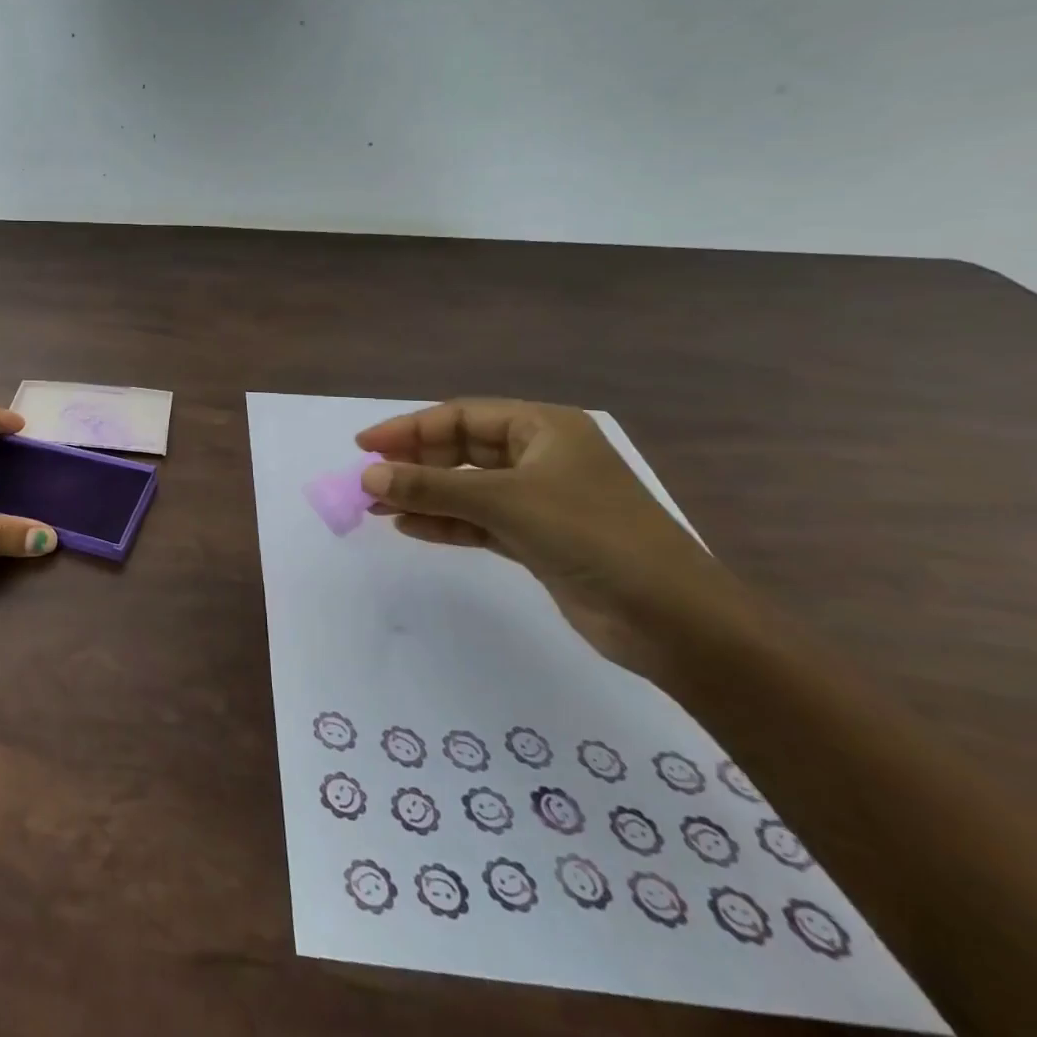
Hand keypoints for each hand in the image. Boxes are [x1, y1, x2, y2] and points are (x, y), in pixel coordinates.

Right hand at [355, 400, 742, 678]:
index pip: (462, 417)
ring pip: (467, 488)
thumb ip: (432, 487)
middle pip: (462, 450)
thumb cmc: (592, 536)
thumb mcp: (506, 502)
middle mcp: (541, 457)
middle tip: (368, 480)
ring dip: (424, 496)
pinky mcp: (538, 539)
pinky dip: (446, 523)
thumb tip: (367, 475)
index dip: (410, 428)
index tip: (365, 445)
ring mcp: (540, 500)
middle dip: (414, 465)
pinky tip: (411, 527)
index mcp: (545, 428)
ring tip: (377, 506)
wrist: (672, 620)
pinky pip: (479, 522)